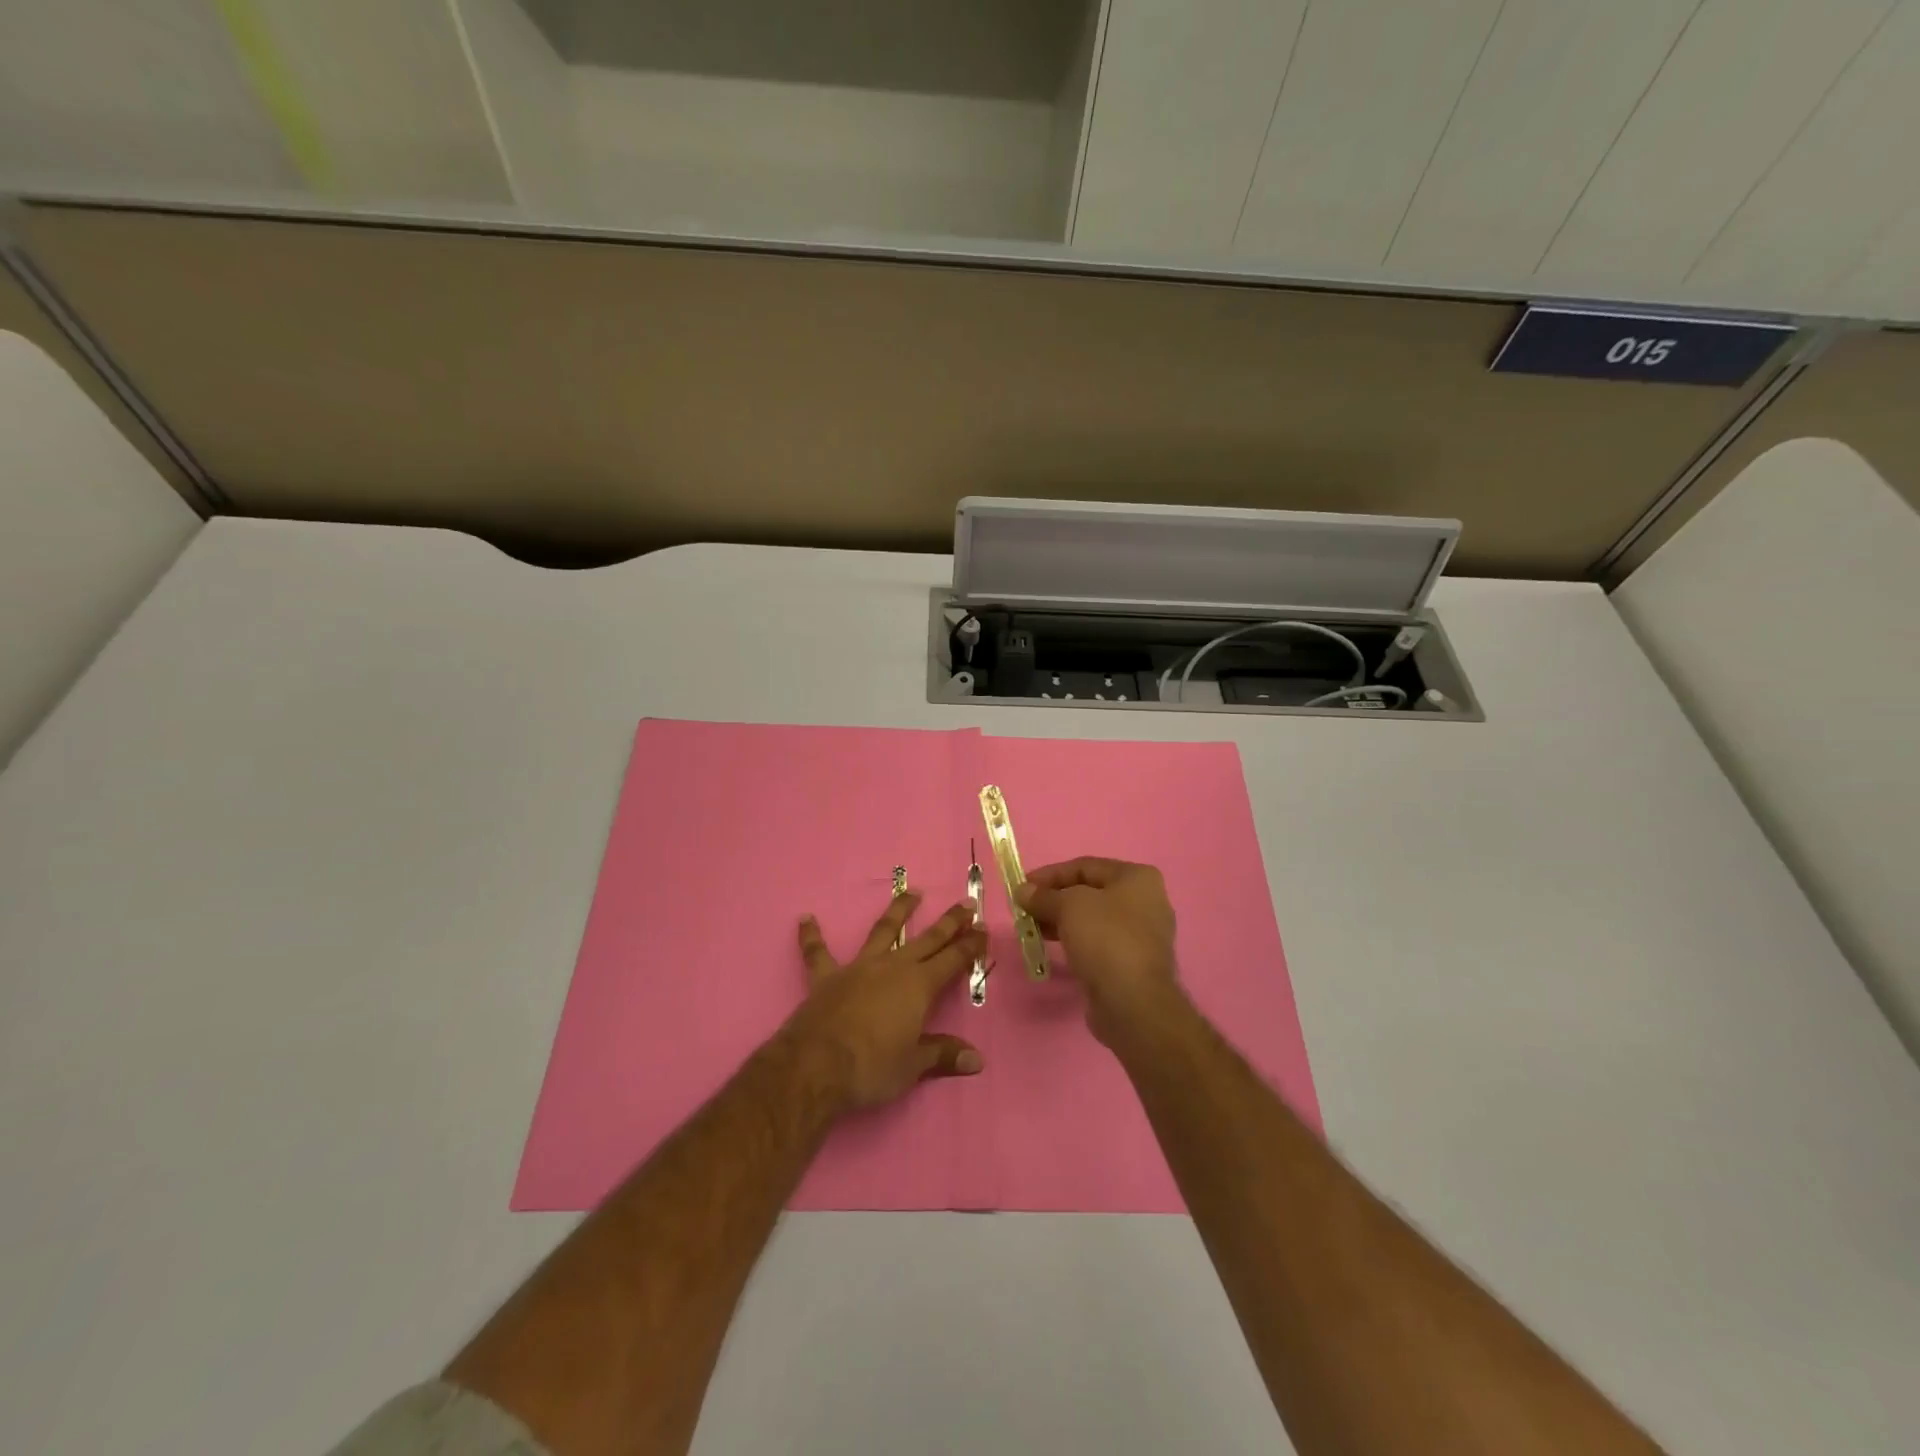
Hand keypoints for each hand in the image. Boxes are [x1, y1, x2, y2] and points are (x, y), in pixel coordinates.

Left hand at [786, 893, 986, 1109]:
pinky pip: (817, 952)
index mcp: (918, 986)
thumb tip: (976, 1060)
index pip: (952, 960)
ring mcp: (858, 967)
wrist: (817, 1066)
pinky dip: (812, 936)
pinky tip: (805, 919)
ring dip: (898, 911)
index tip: (983, 928)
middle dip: (949, 922)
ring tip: (912, 891)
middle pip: (927, 939)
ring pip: (882, 931)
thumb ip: (942, 1054)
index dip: (970, 945)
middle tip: (965, 903)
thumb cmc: (872, 1067)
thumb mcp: (913, 1066)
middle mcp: (892, 967)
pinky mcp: (826, 977)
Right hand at [1017, 857, 1180, 1044]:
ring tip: (1032, 929)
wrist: (1134, 1003)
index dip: (1050, 874)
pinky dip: (1075, 940)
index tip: (1022, 887)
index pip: (1085, 866)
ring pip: (1092, 919)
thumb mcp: (1069, 907)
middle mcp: (1146, 901)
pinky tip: (1053, 947)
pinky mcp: (1133, 962)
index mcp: (1137, 878)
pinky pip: (1098, 942)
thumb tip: (1022, 891)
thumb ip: (1044, 896)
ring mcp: (1142, 934)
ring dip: (1060, 921)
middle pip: (1089, 892)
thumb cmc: (1105, 939)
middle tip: (1025, 910)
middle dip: (1054, 899)